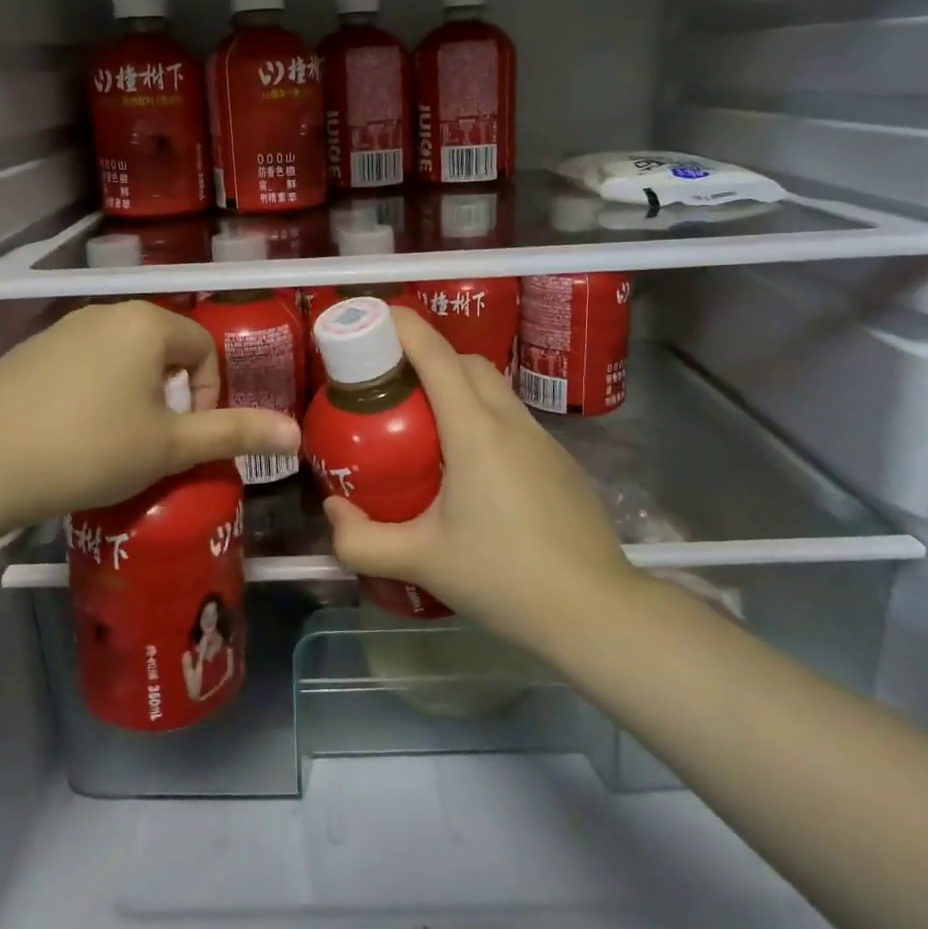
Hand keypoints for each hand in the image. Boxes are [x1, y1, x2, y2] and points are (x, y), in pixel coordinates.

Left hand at [0, 301, 300, 544]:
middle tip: (156, 442)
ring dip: (134, 395)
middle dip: (171, 395)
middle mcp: (107, 313)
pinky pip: (82, 365)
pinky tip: (73, 433)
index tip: (188, 437)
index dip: (209, 395)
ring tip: (117, 442)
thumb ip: (233, 434)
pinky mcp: (29, 351)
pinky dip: (93, 393)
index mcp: (147, 324)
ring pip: (122, 357)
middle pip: (163, 350)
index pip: (204, 349)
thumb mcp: (170, 446)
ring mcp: (63, 329)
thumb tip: (296, 432)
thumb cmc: (91, 448)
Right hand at [324, 307, 636, 655]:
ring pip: (494, 389)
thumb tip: (332, 511)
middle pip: (467, 362)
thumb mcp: (421, 561)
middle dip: (427, 354)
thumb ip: (362, 540)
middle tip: (390, 382)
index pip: (436, 355)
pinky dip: (483, 418)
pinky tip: (469, 468)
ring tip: (424, 423)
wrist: (595, 612)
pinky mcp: (560, 463)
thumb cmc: (503, 577)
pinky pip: (513, 420)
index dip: (403, 326)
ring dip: (458, 386)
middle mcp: (511, 421)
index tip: (372, 316)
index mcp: (475, 431)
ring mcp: (543, 440)